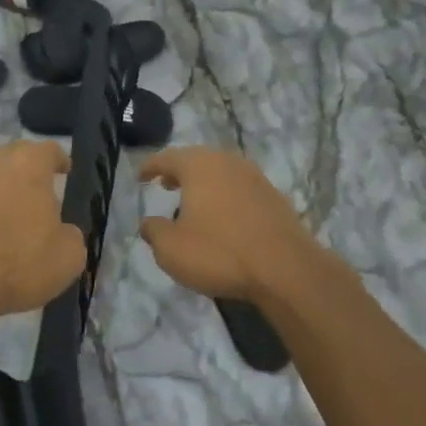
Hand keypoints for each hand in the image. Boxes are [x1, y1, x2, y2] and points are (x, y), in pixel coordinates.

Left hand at [0, 140, 85, 318]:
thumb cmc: (20, 262)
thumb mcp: (69, 256)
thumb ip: (71, 234)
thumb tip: (62, 231)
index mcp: (29, 163)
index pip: (50, 150)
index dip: (59, 160)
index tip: (64, 172)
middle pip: (16, 156)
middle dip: (28, 171)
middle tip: (38, 194)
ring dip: (1, 189)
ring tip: (10, 215)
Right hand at [138, 147, 321, 302]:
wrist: (285, 268)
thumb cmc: (219, 252)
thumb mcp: (172, 249)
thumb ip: (154, 232)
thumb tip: (148, 223)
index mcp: (198, 165)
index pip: (166, 158)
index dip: (150, 167)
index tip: (141, 177)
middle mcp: (226, 161)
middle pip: (196, 160)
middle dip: (179, 172)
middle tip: (166, 184)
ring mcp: (253, 176)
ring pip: (220, 172)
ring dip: (204, 183)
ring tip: (193, 201)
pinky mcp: (273, 195)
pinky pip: (239, 188)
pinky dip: (225, 196)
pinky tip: (223, 216)